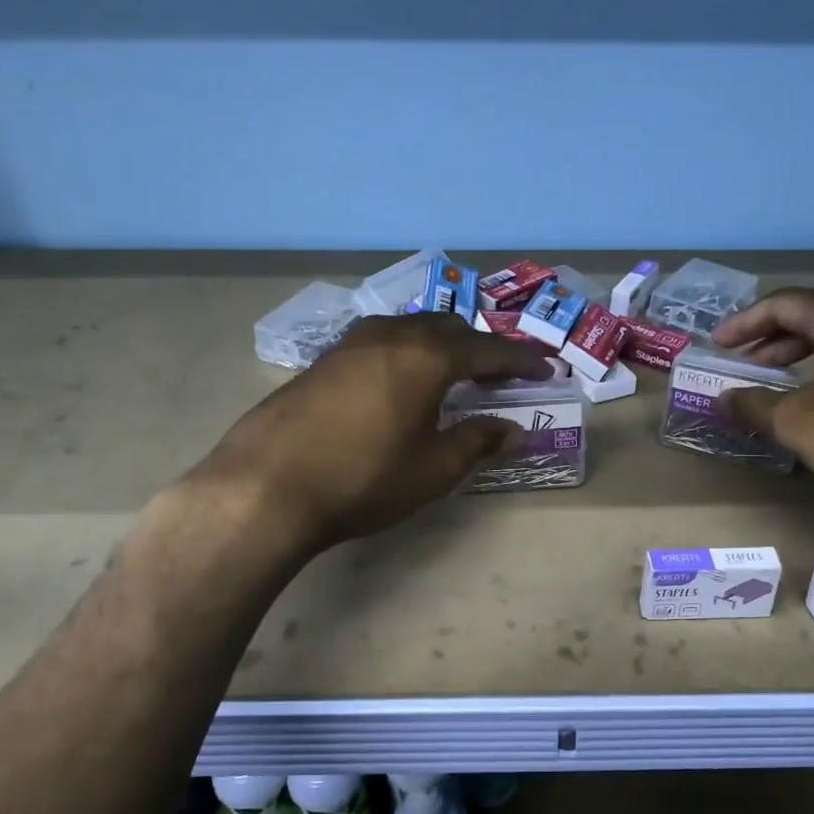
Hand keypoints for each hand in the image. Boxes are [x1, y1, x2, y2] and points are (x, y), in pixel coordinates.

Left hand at [195, 312, 554, 551]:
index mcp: (428, 356)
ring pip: (410, 329)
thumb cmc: (364, 479)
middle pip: (449, 328)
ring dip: (439, 345)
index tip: (547, 369)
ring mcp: (351, 344)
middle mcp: (392, 336)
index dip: (522, 360)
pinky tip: (398, 382)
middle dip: (480, 347)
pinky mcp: (322, 360)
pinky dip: (404, 354)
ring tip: (450, 374)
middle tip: (499, 374)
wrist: (266, 486)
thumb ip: (477, 442)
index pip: (489, 350)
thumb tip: (513, 430)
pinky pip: (379, 343)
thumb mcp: (433, 469)